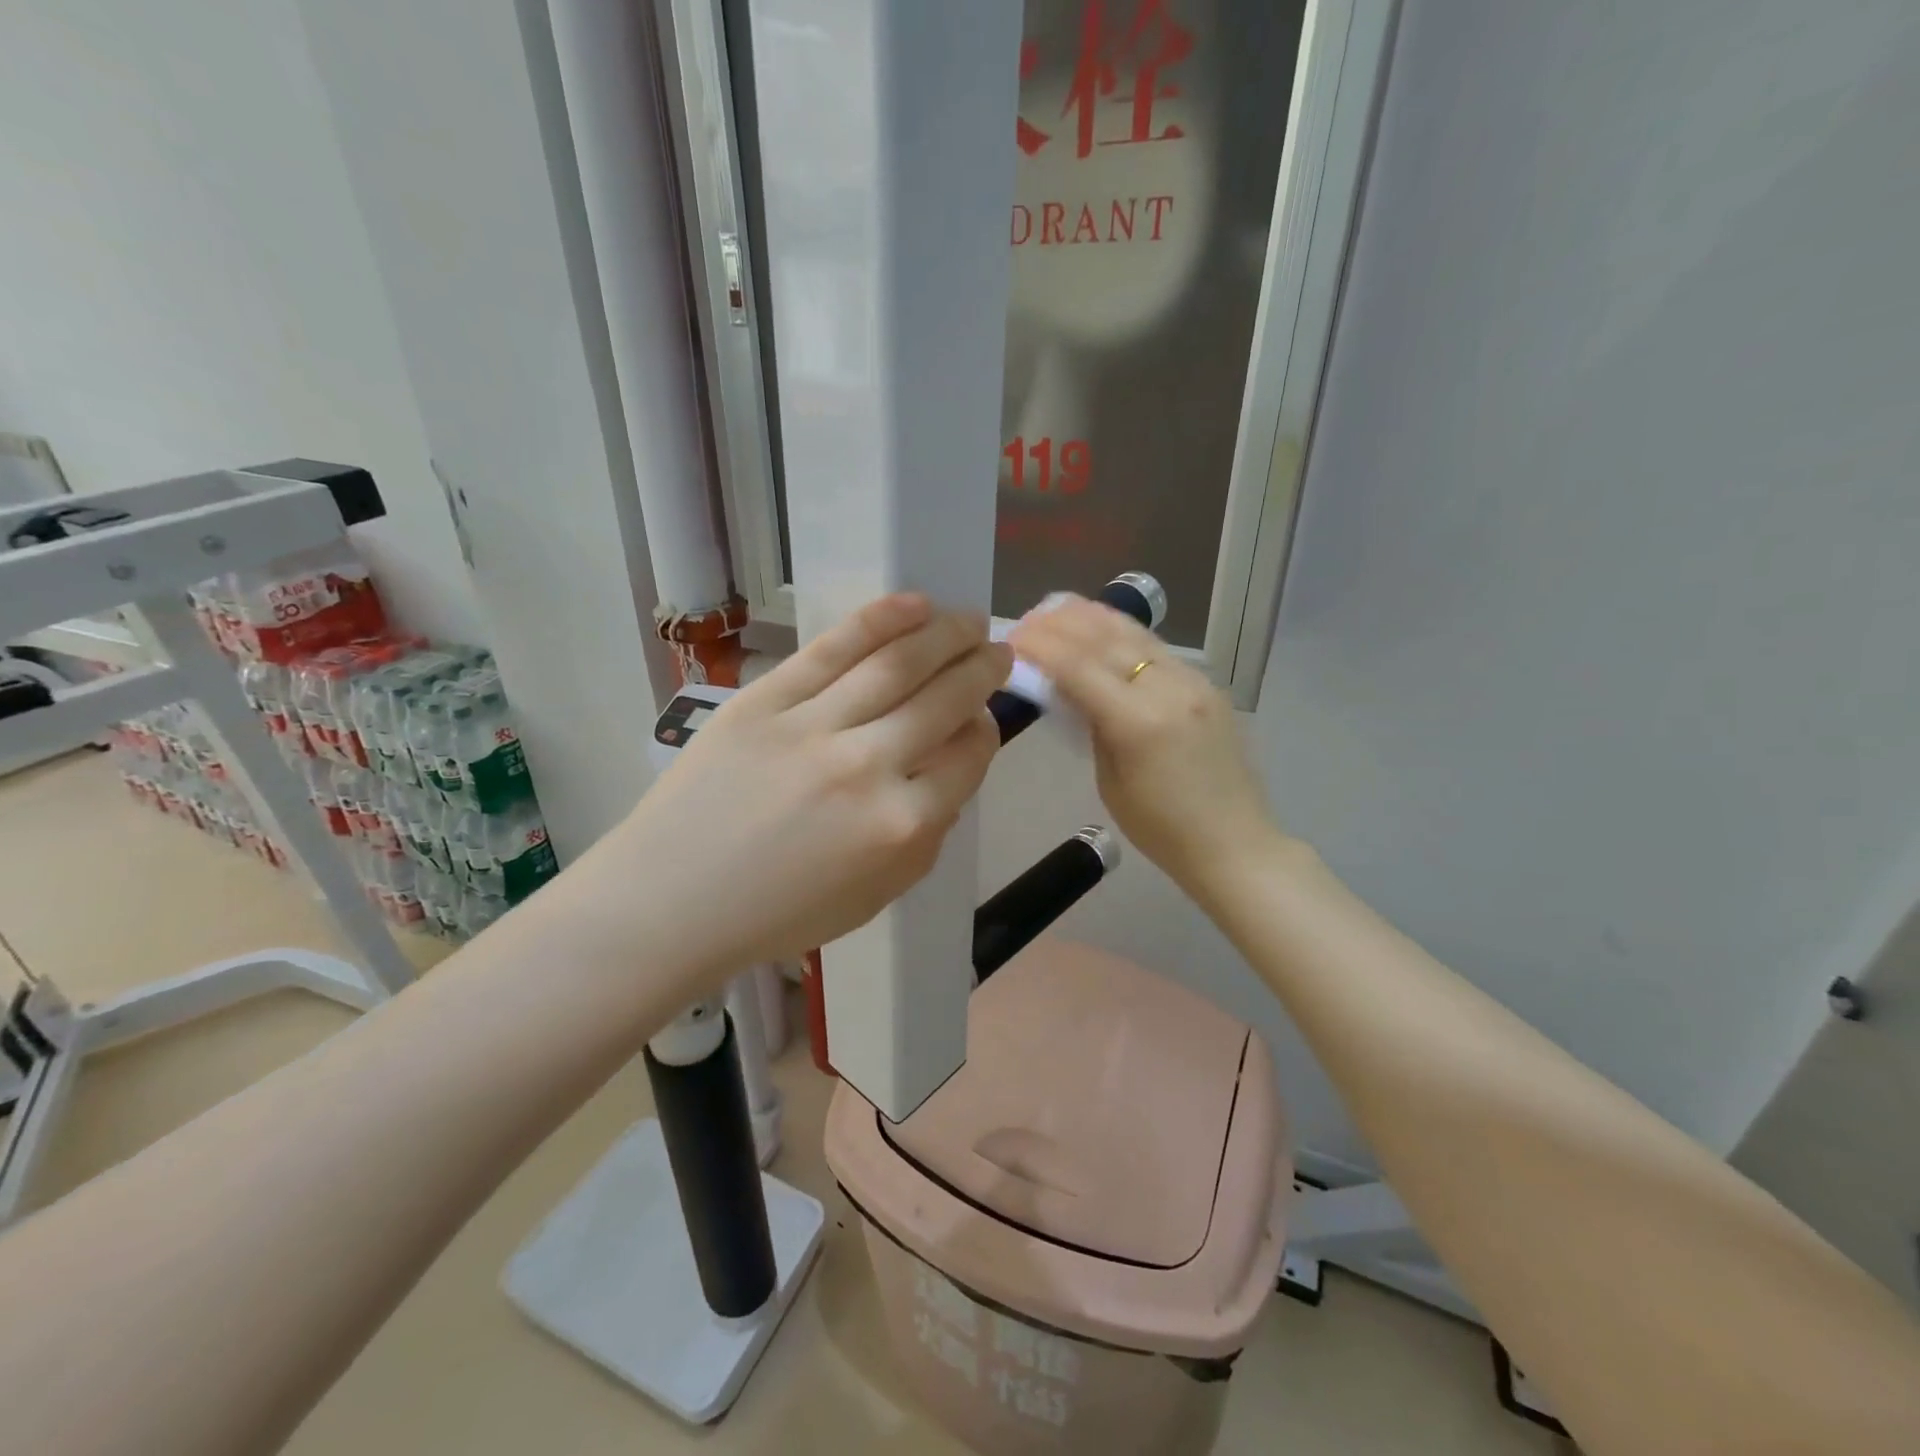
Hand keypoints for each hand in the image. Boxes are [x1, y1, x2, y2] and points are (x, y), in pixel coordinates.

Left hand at [605, 595, 1006, 983]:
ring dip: (945, 634)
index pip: (968, 755)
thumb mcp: (876, 895)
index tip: (982, 716)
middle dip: (982, 669)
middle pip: (944, 700)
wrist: (672, 901)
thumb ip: (926, 834)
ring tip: (968, 620)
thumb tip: (947, 768)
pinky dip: (880, 620)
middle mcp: (867, 767)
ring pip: (897, 664)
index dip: (985, 728)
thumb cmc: (778, 912)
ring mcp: (813, 727)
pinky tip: (915, 605)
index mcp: (901, 826)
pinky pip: (833, 649)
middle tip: (998, 651)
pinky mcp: (765, 700)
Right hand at [1009, 596, 1283, 894]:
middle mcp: (1170, 688)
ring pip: (1135, 633)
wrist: (1234, 842)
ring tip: (1058, 608)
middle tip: (1028, 620)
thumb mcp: (1110, 782)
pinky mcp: (1206, 685)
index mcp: (1140, 722)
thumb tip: (1070, 688)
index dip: (1041, 647)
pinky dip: (1122, 633)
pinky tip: (1101, 629)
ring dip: (1092, 617)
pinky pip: (1156, 649)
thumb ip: (1091, 725)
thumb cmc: (1161, 829)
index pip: (1079, 667)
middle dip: (1061, 624)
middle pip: (1106, 638)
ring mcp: (1194, 681)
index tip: (1012, 638)